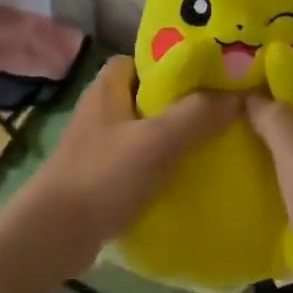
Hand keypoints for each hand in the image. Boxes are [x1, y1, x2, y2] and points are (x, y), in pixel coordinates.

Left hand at [22, 57, 237, 274]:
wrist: (55, 235)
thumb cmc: (104, 175)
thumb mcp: (158, 140)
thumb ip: (197, 114)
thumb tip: (237, 96)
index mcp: (108, 85)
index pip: (145, 58)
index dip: (175, 62)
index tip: (210, 73)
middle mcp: (102, 107)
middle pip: (149, 93)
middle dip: (182, 100)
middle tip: (220, 108)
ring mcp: (100, 142)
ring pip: (146, 127)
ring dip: (174, 134)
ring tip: (213, 141)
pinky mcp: (102, 174)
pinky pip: (140, 158)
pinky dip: (162, 163)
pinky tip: (188, 174)